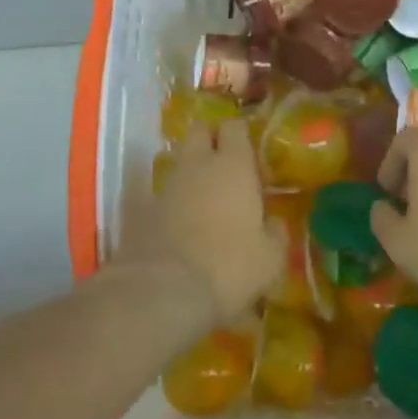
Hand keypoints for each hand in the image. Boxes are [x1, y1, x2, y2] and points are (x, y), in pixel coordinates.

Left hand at [119, 118, 280, 325]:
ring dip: (190, 170)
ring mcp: (167, 184)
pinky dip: (166, 199)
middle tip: (224, 162)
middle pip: (199, 131)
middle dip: (210, 138)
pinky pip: (156, 192)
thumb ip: (275, 233)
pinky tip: (174, 218)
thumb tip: (274, 223)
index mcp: (234, 165)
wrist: (165, 291)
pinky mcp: (142, 208)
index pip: (235, 126)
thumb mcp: (270, 258)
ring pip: (178, 160)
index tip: (250, 150)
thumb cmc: (229, 267)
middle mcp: (198, 164)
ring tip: (203, 195)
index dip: (241, 133)